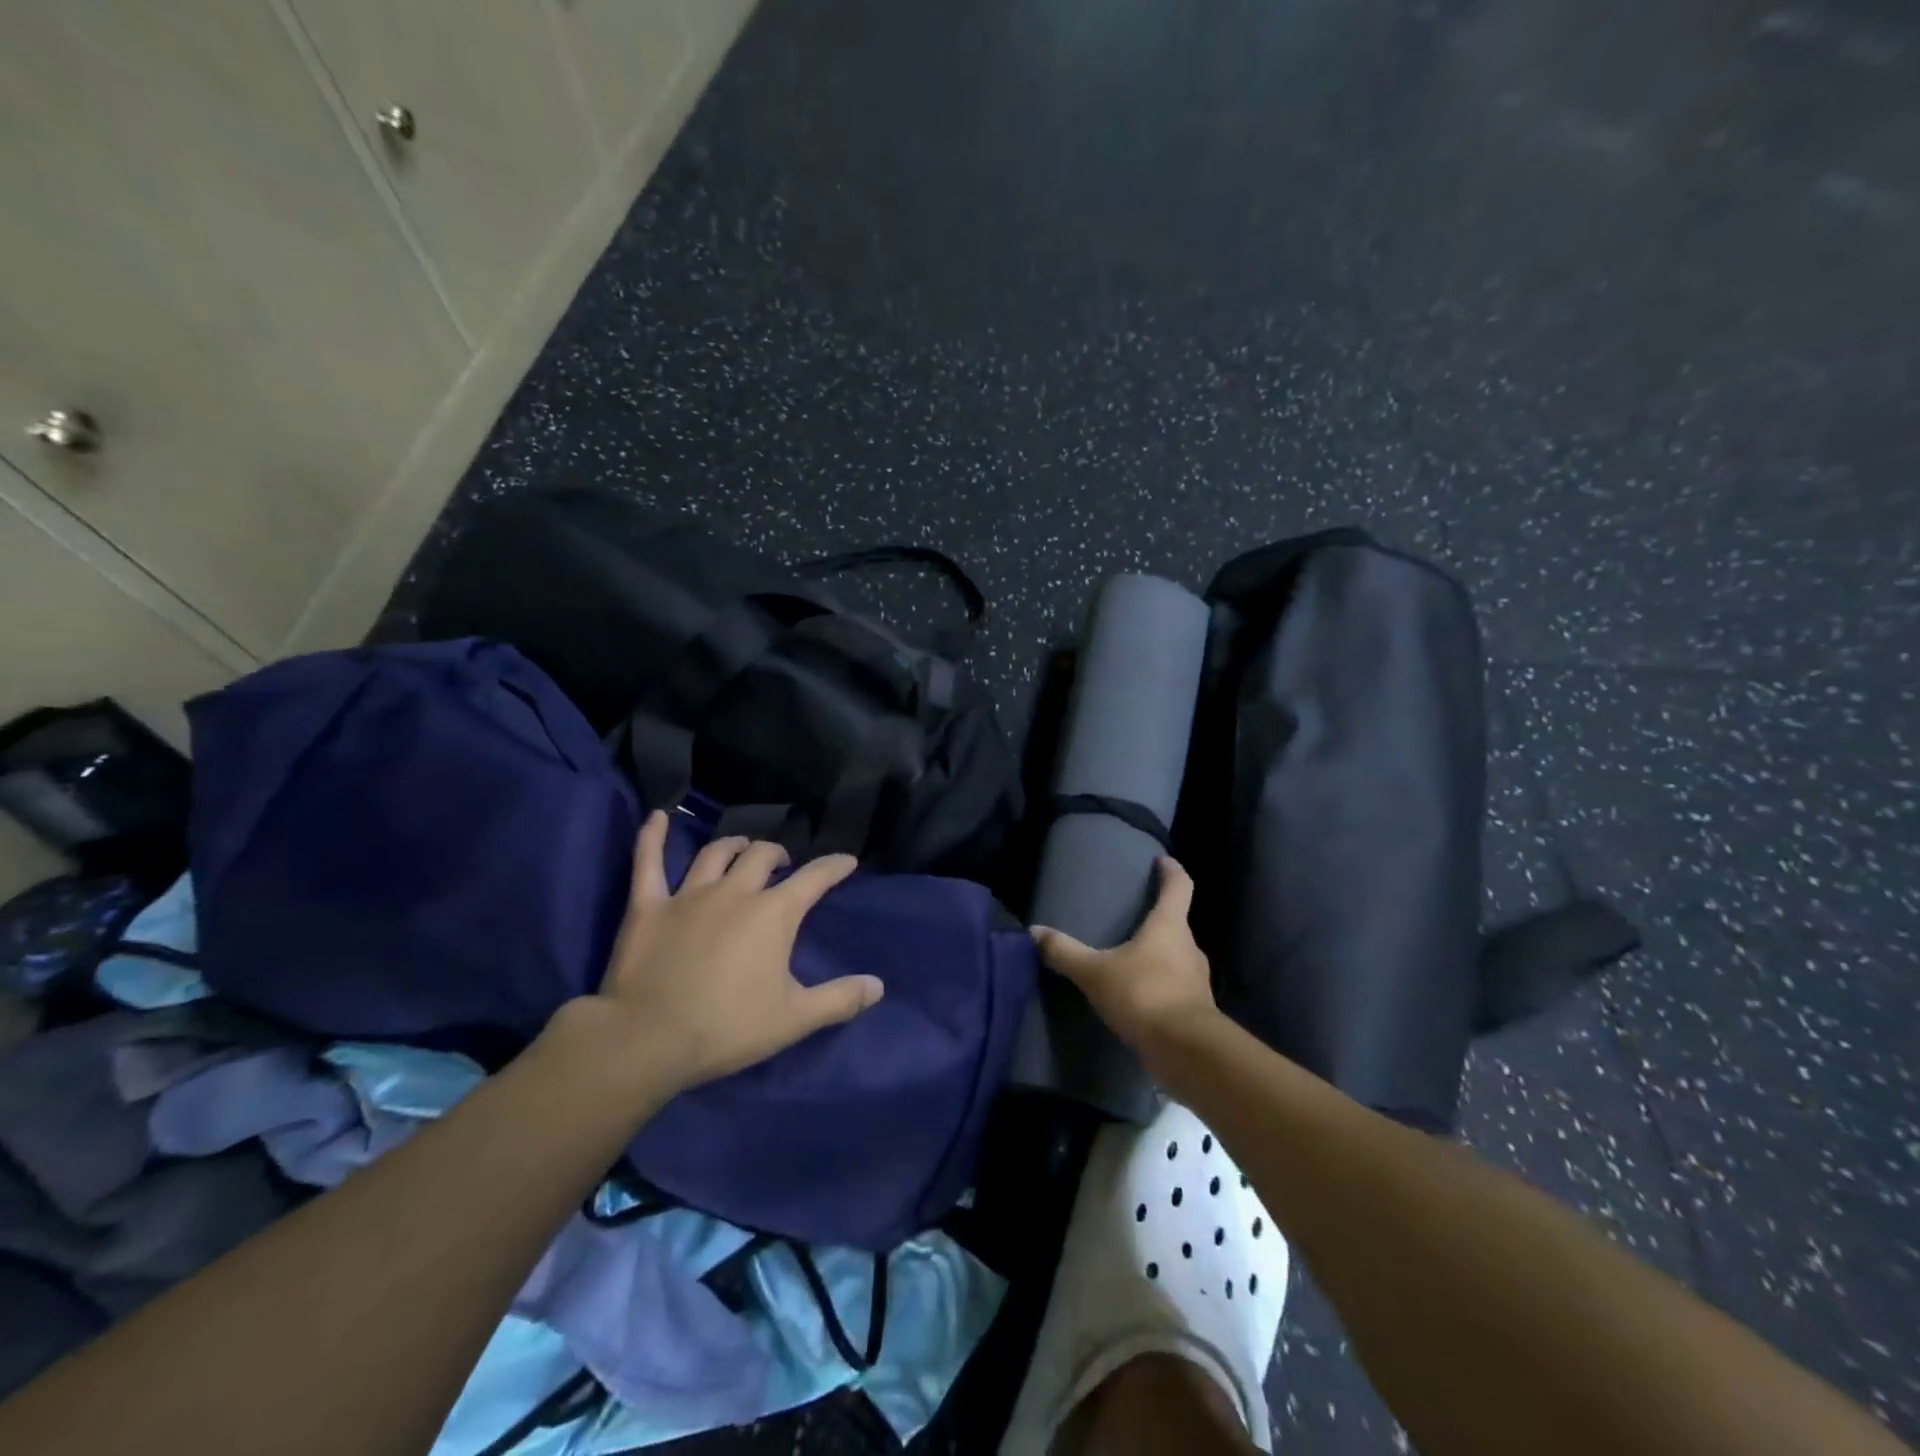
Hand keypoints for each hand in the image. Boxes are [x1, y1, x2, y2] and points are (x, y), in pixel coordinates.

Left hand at [579, 810, 884, 1094]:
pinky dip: (652, 837)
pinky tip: (657, 817)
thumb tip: (878, 986)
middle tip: (783, 865)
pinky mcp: (648, 906)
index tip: (846, 861)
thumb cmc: (727, 1028)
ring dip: (734, 846)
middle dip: (778, 855)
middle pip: (762, 856)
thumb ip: (840, 999)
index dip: (833, 866)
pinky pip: (648, 861)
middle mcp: (735, 892)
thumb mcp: (794, 1019)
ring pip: (715, 853)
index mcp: (773, 914)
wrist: (649, 1040)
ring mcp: (689, 895)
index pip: (814, 878)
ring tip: (742, 848)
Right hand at [1032, 857, 1219, 1059]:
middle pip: (1177, 923)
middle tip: (1135, 916)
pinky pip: (1176, 986)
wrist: (1186, 1051)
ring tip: (1132, 957)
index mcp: (1169, 926)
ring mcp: (1197, 980)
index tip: (1163, 861)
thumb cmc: (1144, 994)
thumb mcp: (1095, 972)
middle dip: (1159, 918)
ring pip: (1177, 957)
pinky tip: (1139, 995)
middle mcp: (1189, 946)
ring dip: (1159, 954)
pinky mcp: (1196, 1009)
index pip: (1179, 886)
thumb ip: (1065, 953)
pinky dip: (1160, 984)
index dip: (1171, 871)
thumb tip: (1033, 931)